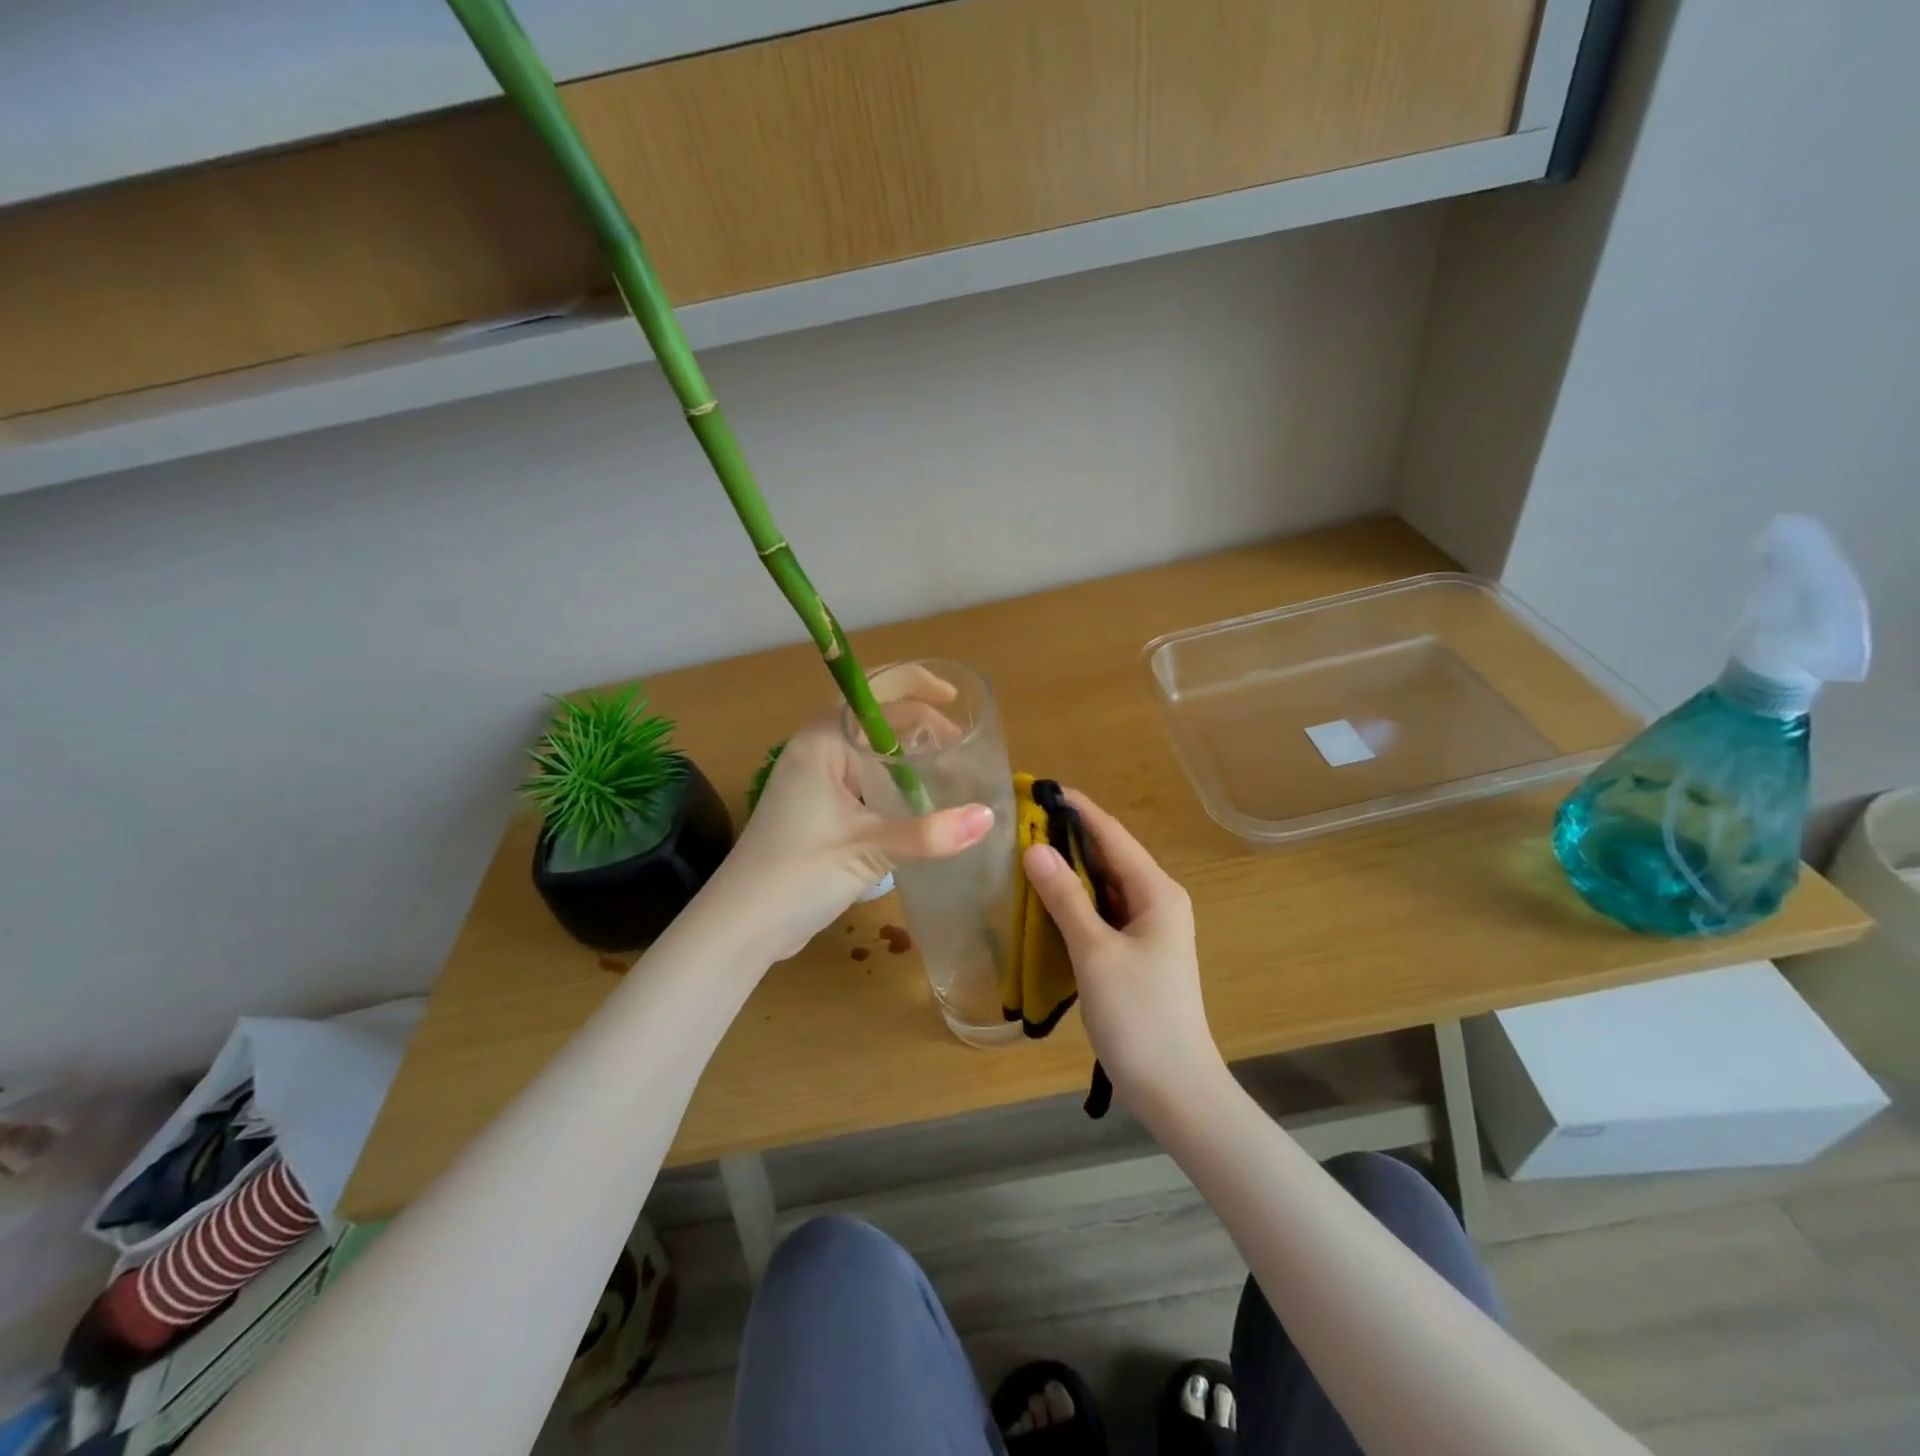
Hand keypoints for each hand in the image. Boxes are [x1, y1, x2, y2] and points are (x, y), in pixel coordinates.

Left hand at [711, 712, 992, 961]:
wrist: (740, 926)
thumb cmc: (797, 875)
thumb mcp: (867, 850)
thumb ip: (928, 833)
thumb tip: (988, 816)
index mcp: (821, 744)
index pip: (872, 694)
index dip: (915, 687)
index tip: (955, 701)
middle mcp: (814, 752)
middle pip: (871, 718)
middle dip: (916, 722)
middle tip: (958, 743)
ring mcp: (812, 782)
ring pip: (866, 750)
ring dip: (904, 752)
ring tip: (945, 765)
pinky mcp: (815, 811)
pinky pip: (860, 779)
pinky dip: (890, 779)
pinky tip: (915, 801)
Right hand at [1020, 790, 1223, 1113]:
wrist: (1175, 1088)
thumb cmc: (1139, 1015)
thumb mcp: (1095, 952)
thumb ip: (1065, 897)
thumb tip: (1034, 848)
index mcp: (1157, 891)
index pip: (1111, 834)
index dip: (1075, 808)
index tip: (1037, 788)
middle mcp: (1157, 900)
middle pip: (1108, 856)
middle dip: (1066, 836)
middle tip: (1018, 821)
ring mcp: (1148, 927)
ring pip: (1103, 885)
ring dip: (1068, 869)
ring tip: (1023, 852)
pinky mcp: (1136, 952)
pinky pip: (1101, 912)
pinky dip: (1074, 901)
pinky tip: (1043, 900)